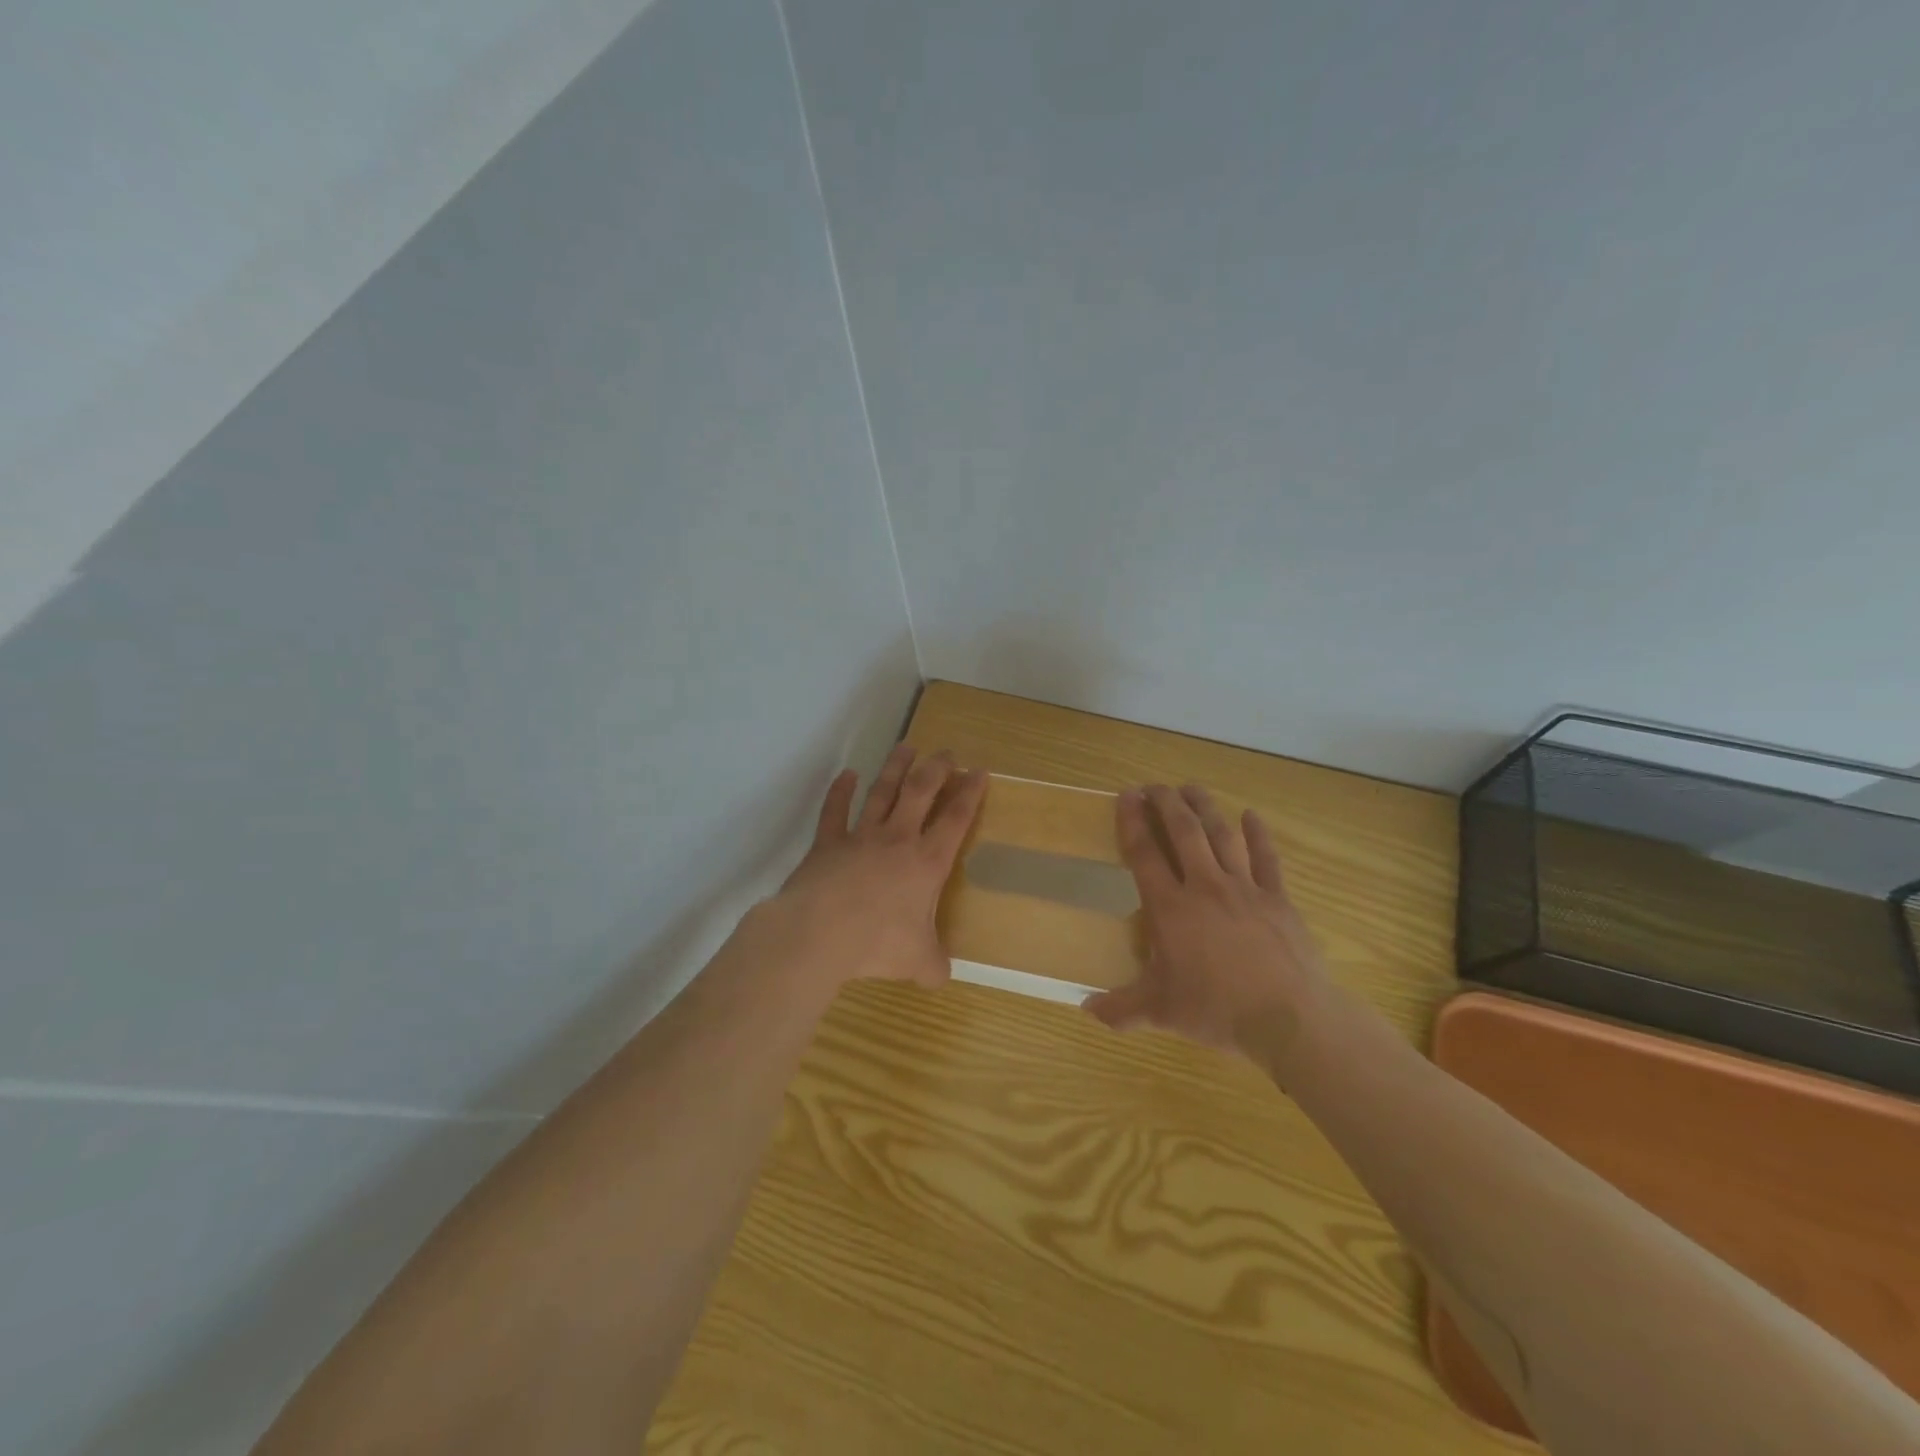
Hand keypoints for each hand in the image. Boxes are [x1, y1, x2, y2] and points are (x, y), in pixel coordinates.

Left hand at [761, 744, 985, 992]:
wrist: (821, 933)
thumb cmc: (878, 943)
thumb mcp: (917, 962)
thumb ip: (933, 966)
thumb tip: (940, 977)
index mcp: (927, 863)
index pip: (956, 820)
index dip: (970, 794)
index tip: (979, 771)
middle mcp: (898, 840)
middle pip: (921, 792)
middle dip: (937, 769)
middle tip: (947, 752)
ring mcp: (861, 837)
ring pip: (882, 792)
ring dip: (895, 768)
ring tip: (906, 746)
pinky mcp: (828, 843)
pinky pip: (835, 810)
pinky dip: (840, 791)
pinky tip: (845, 774)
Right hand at [1084, 784, 1329, 1058]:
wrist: (1288, 1018)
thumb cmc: (1217, 1010)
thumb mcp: (1161, 1012)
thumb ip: (1121, 1008)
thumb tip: (1086, 1009)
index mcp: (1171, 908)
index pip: (1144, 854)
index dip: (1132, 822)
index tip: (1126, 796)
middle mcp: (1205, 886)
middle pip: (1183, 831)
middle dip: (1167, 803)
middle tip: (1155, 786)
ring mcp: (1244, 888)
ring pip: (1222, 835)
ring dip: (1205, 808)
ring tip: (1191, 788)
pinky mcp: (1277, 898)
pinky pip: (1266, 857)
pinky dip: (1258, 834)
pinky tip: (1251, 815)